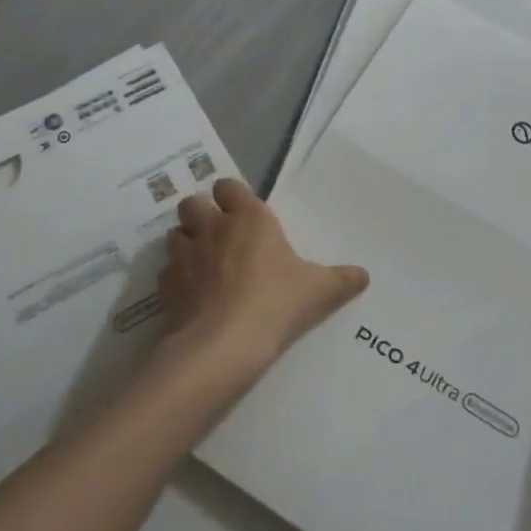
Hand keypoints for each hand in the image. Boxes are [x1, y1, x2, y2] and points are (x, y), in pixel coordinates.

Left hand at [159, 179, 368, 372]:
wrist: (224, 344)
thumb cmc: (275, 303)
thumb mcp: (319, 291)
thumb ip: (341, 280)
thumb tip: (364, 275)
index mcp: (249, 218)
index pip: (228, 186)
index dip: (231, 196)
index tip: (242, 213)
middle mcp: (212, 227)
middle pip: (193, 203)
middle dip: (201, 215)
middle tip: (218, 236)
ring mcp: (185, 255)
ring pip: (175, 234)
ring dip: (185, 243)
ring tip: (200, 263)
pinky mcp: (166, 284)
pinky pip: (166, 271)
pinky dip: (175, 277)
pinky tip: (189, 294)